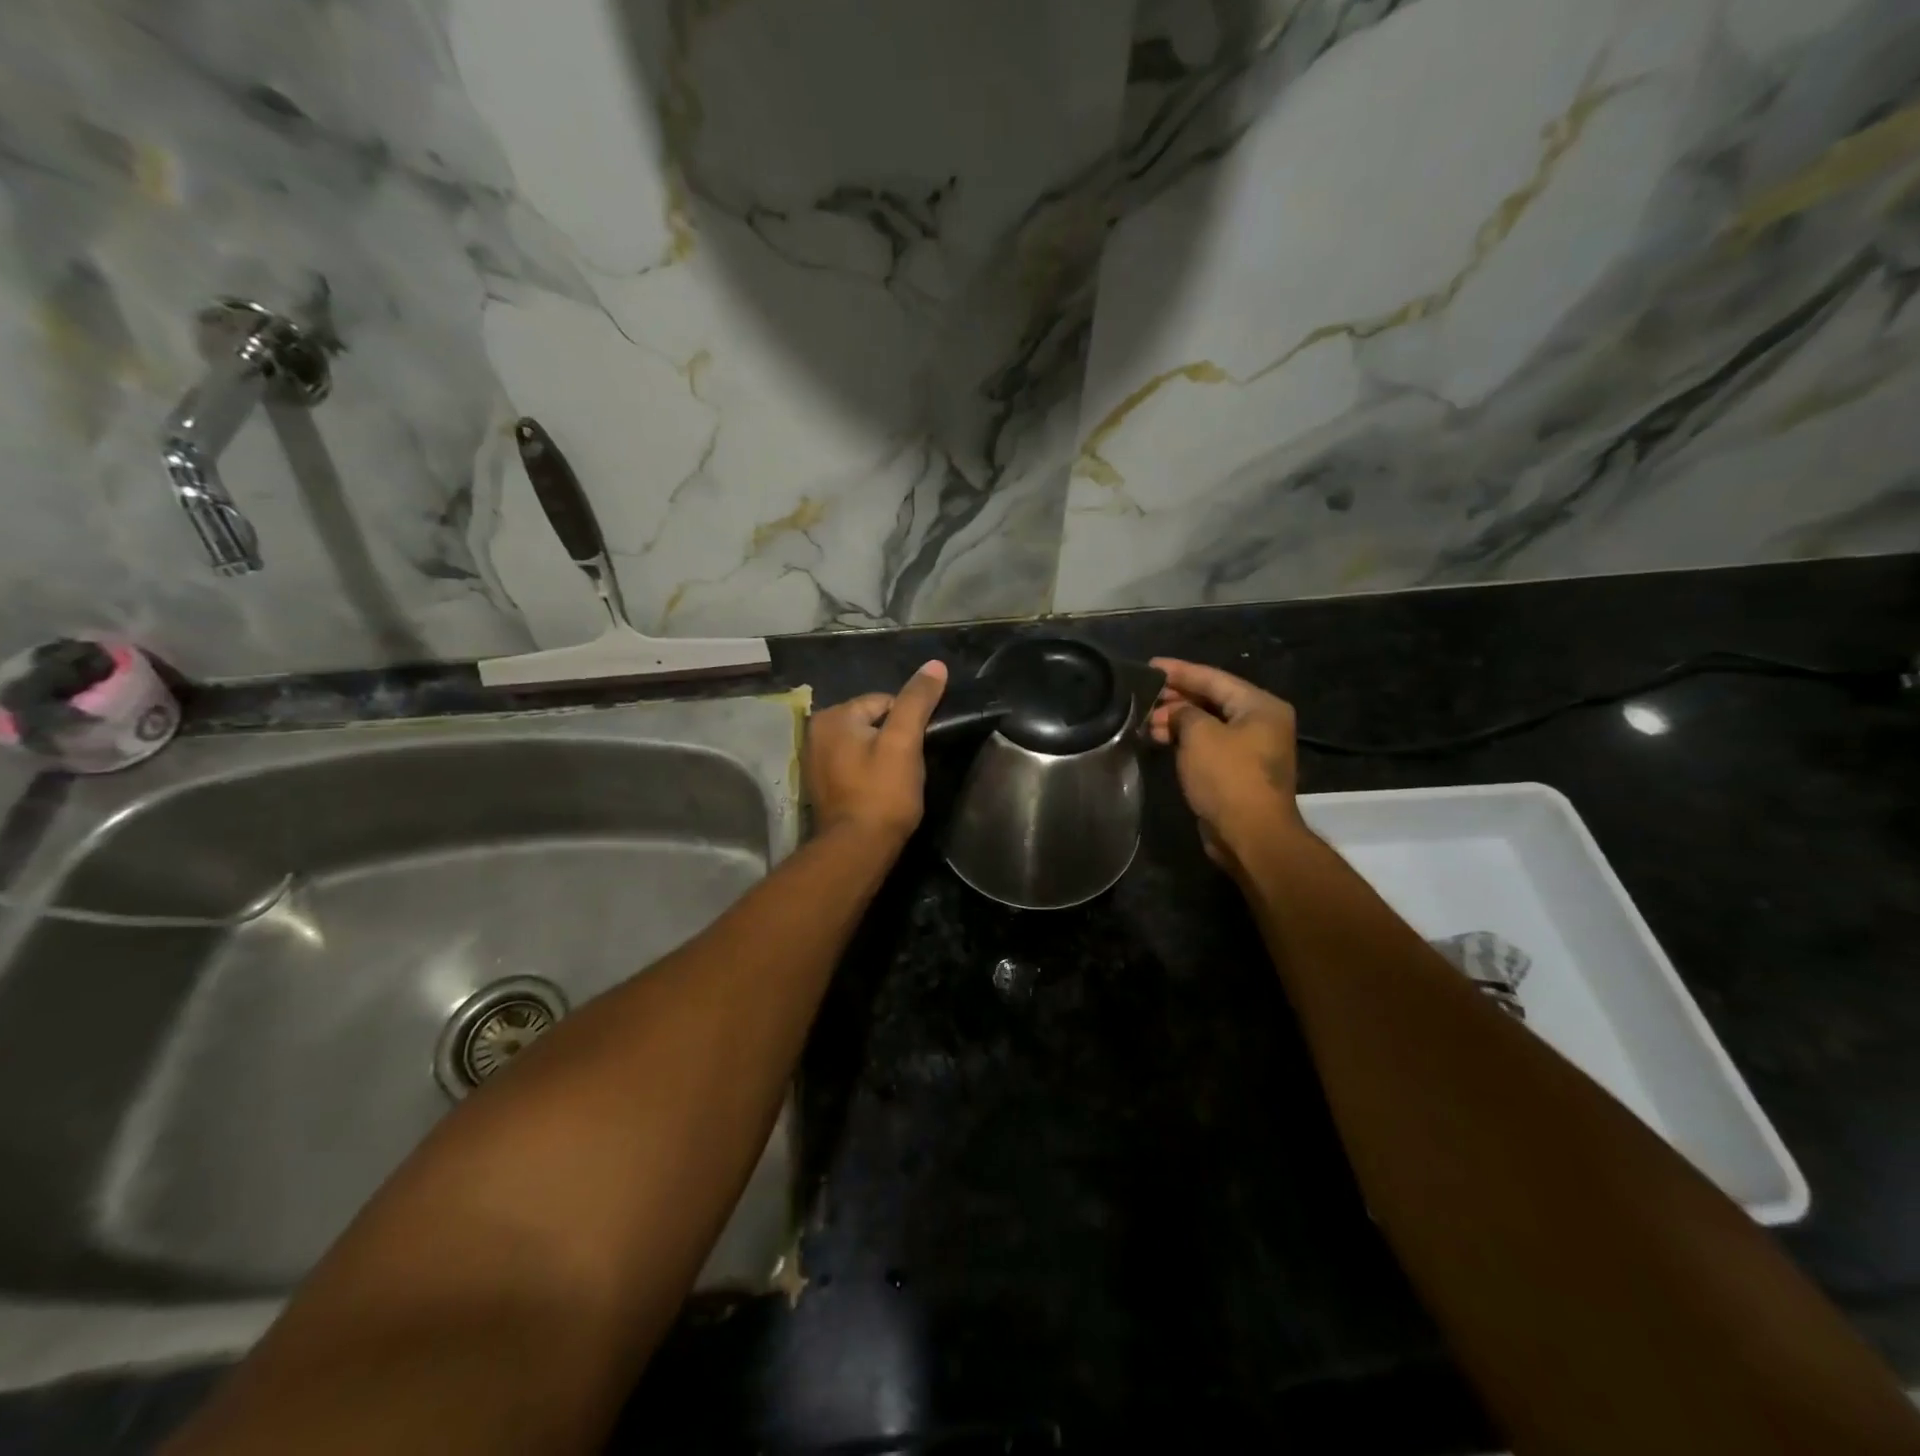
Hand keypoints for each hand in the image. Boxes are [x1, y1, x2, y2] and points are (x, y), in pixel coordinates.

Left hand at [805, 661, 948, 845]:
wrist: (858, 849)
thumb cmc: (882, 792)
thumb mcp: (904, 742)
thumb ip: (917, 701)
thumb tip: (935, 665)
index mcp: (832, 717)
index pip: (884, 702)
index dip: (908, 724)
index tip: (915, 751)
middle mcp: (816, 733)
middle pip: (872, 722)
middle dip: (893, 740)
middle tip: (907, 768)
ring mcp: (815, 761)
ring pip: (864, 745)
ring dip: (882, 757)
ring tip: (895, 782)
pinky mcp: (821, 785)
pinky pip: (853, 765)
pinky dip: (868, 773)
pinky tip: (879, 792)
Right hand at [1146, 657, 1303, 870]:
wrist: (1251, 835)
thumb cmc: (1228, 777)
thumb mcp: (1200, 735)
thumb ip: (1184, 713)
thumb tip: (1174, 712)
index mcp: (1260, 706)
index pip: (1214, 678)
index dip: (1179, 671)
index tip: (1149, 666)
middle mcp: (1261, 723)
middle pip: (1213, 700)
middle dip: (1177, 698)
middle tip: (1142, 696)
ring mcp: (1251, 749)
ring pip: (1208, 724)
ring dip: (1177, 721)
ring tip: (1145, 722)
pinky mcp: (1238, 772)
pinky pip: (1208, 745)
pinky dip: (1185, 740)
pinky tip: (1159, 740)